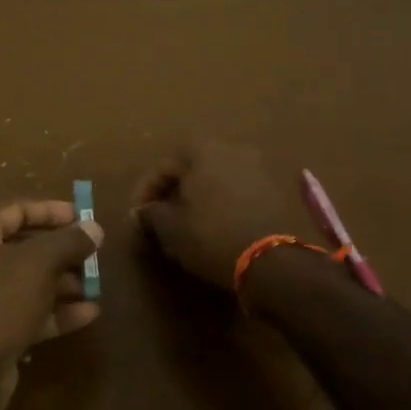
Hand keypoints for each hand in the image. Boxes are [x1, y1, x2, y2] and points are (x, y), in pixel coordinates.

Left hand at [0, 199, 103, 409]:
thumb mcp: (38, 263)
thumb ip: (68, 241)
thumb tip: (95, 228)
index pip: (15, 210)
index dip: (51, 211)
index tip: (84, 217)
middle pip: (23, 247)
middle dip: (62, 252)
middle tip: (94, 254)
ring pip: (28, 282)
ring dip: (63, 283)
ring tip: (96, 285)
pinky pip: (28, 313)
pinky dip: (56, 311)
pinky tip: (90, 314)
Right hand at [133, 140, 305, 291]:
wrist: (272, 260)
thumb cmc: (211, 235)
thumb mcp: (170, 227)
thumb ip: (150, 214)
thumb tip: (141, 213)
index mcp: (203, 149)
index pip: (163, 167)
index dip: (144, 193)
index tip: (136, 218)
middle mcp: (232, 149)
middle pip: (191, 169)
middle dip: (173, 193)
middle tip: (159, 219)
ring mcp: (258, 167)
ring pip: (215, 180)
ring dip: (198, 198)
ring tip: (185, 225)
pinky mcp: (275, 190)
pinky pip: (236, 192)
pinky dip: (221, 205)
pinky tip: (214, 226)